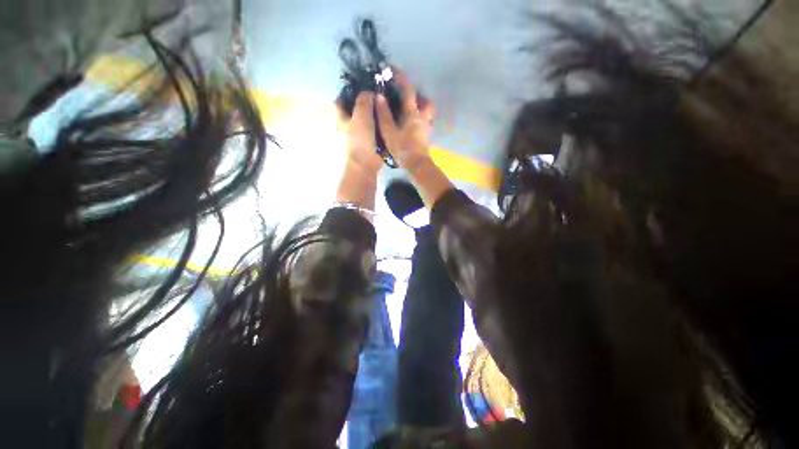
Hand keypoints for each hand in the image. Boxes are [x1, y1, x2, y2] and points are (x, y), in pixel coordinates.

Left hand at [337, 91, 382, 177]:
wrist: (367, 163)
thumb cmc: (361, 139)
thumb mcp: (361, 116)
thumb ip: (364, 101)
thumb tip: (368, 91)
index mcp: (341, 119)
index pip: (340, 101)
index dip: (348, 92)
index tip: (361, 85)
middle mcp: (347, 126)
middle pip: (353, 109)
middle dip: (362, 102)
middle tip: (375, 93)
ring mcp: (357, 135)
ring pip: (363, 119)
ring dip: (371, 112)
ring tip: (382, 103)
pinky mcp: (367, 142)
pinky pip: (372, 128)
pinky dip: (377, 123)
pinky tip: (385, 118)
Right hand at [375, 69, 434, 172]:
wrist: (417, 164)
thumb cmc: (403, 148)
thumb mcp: (389, 131)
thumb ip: (384, 114)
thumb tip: (379, 97)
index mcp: (412, 113)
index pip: (408, 90)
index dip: (401, 78)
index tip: (393, 70)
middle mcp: (422, 117)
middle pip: (425, 100)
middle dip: (417, 95)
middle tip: (406, 96)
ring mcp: (426, 126)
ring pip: (427, 111)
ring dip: (420, 107)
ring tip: (409, 110)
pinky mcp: (427, 135)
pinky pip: (425, 121)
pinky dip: (420, 118)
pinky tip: (412, 124)